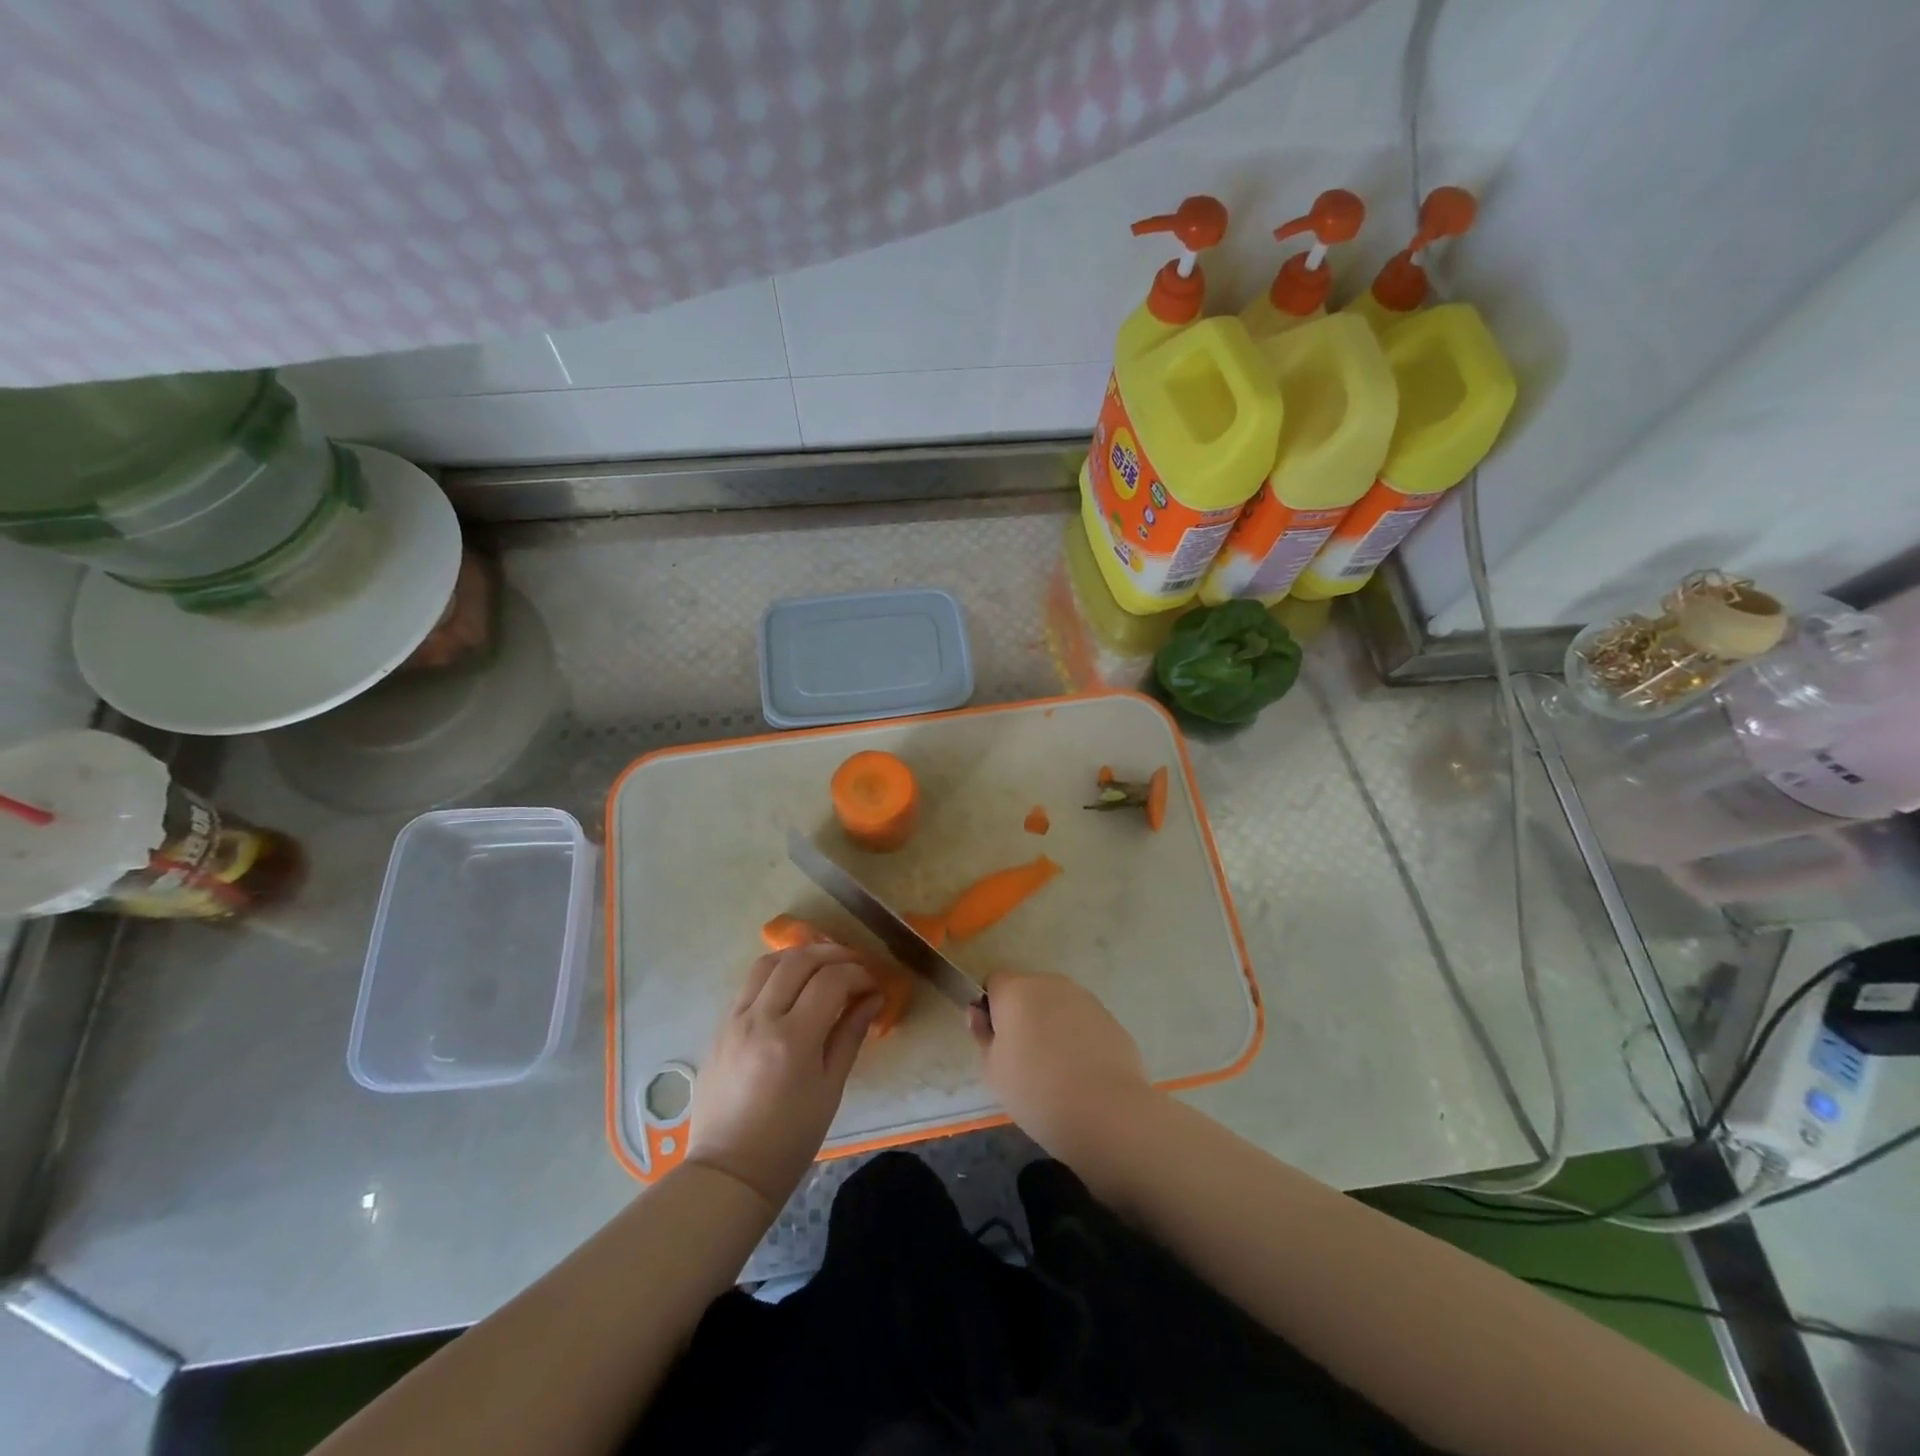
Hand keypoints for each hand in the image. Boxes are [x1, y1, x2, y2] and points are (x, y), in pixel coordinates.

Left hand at [687, 943, 880, 1207]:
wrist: (729, 1171)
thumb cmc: (789, 1139)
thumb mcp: (830, 1089)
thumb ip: (850, 1035)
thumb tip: (872, 998)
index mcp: (793, 1039)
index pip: (831, 980)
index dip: (858, 974)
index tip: (873, 985)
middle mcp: (761, 1019)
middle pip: (799, 960)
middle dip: (833, 954)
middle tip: (854, 965)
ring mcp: (735, 1019)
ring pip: (768, 963)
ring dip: (800, 955)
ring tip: (822, 965)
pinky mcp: (720, 1026)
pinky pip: (749, 983)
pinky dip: (775, 973)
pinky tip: (792, 985)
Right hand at [970, 970, 1150, 1154]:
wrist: (1105, 1111)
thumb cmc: (1036, 1091)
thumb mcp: (993, 1070)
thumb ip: (982, 1034)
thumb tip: (978, 1012)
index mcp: (1016, 990)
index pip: (995, 981)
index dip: (992, 1006)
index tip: (997, 1039)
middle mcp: (1050, 983)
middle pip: (1028, 990)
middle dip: (1023, 1014)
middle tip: (1024, 1058)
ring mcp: (1084, 998)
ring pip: (1057, 1005)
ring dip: (1051, 1024)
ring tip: (1056, 1069)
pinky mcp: (1109, 1018)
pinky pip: (1082, 1021)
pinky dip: (1077, 1037)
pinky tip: (1082, 1072)